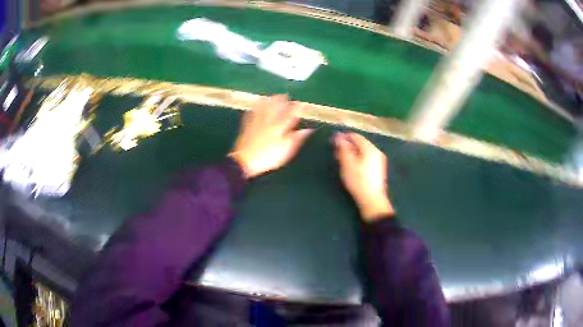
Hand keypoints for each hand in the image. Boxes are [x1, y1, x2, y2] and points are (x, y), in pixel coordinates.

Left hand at [229, 95, 312, 178]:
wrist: (245, 160)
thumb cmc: (268, 157)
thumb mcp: (286, 150)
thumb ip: (296, 138)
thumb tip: (308, 130)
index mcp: (279, 127)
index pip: (290, 114)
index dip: (296, 108)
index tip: (301, 103)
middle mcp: (269, 121)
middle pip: (276, 108)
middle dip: (281, 101)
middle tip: (285, 95)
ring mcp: (257, 122)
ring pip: (264, 107)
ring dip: (268, 101)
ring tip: (272, 96)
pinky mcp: (247, 125)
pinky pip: (252, 113)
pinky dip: (255, 107)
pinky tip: (256, 104)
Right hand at [334, 132, 393, 221]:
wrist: (372, 200)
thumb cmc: (358, 181)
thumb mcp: (347, 164)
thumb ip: (343, 148)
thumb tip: (338, 136)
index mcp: (370, 148)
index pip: (355, 136)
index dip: (343, 137)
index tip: (333, 142)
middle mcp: (377, 151)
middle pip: (360, 143)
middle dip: (347, 146)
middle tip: (335, 153)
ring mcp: (379, 160)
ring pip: (363, 151)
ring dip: (352, 153)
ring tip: (341, 160)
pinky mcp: (378, 169)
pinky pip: (367, 158)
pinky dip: (358, 159)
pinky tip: (351, 167)